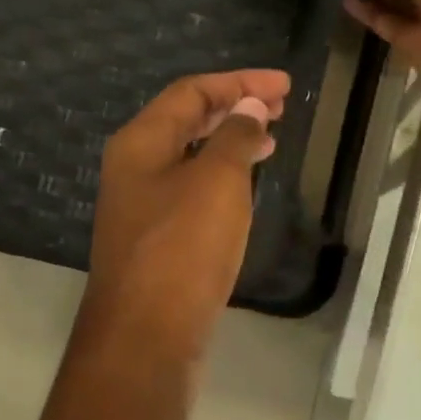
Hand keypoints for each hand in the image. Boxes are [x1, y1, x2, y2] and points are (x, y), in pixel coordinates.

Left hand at [86, 69, 289, 361]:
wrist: (146, 337)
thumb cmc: (182, 250)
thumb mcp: (216, 182)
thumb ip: (235, 137)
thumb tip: (250, 107)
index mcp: (141, 143)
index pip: (192, 92)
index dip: (240, 82)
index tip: (285, 86)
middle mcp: (135, 167)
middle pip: (186, 120)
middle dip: (234, 107)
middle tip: (281, 107)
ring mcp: (143, 206)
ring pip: (190, 157)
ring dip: (229, 141)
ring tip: (270, 138)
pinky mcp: (157, 240)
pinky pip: (192, 190)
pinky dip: (222, 177)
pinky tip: (245, 185)